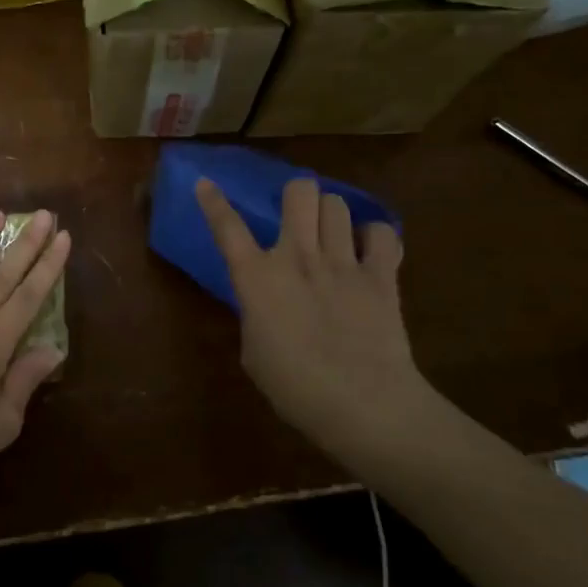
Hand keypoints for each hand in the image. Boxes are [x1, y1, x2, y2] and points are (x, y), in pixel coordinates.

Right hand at [196, 177, 426, 455]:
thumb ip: (256, 316)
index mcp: (257, 278)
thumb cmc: (294, 388)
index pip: (227, 228)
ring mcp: (342, 262)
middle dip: (296, 195)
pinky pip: (381, 233)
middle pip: (298, 192)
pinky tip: (370, 252)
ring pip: (337, 204)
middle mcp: (297, 257)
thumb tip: (267, 306)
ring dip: (331, 214)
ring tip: (333, 233)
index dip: (213, 202)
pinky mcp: (381, 275)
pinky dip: (375, 237)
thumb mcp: (254, 353)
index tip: (206, 183)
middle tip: (297, 214)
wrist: (362, 403)